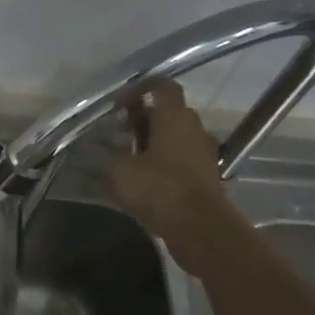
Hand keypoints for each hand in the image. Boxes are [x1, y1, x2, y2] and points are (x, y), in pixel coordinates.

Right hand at [109, 81, 248, 270]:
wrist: (201, 228)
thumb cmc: (159, 189)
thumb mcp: (121, 170)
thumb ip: (112, 152)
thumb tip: (106, 144)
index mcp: (174, 116)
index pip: (161, 86)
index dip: (139, 89)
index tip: (119, 104)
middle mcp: (193, 127)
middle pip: (169, 111)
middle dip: (144, 118)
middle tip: (120, 132)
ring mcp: (205, 152)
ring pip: (176, 136)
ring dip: (155, 141)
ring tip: (130, 157)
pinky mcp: (208, 175)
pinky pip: (183, 158)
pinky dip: (166, 161)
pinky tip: (147, 178)